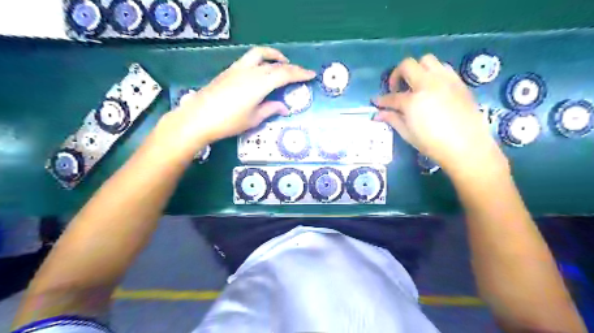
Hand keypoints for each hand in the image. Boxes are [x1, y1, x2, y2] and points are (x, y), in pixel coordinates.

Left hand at [169, 47, 317, 148]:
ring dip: (274, 57)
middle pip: (275, 64)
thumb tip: (284, 107)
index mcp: (259, 84)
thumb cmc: (228, 122)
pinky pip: (249, 59)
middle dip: (291, 67)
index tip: (311, 75)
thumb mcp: (253, 119)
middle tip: (300, 73)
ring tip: (282, 63)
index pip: (285, 74)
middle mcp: (250, 71)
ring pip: (260, 54)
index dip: (300, 74)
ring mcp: (238, 69)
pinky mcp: (229, 71)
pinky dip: (261, 60)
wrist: (198, 118)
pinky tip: (262, 71)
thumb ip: (270, 109)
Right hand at [375, 54, 504, 175]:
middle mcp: (428, 84)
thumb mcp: (408, 134)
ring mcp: (445, 80)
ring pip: (427, 60)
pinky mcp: (458, 82)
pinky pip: (443, 68)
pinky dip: (433, 73)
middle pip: (407, 65)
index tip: (376, 102)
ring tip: (415, 85)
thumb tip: (378, 114)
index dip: (381, 100)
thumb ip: (393, 119)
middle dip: (396, 75)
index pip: (392, 97)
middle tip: (396, 89)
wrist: (467, 147)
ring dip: (416, 69)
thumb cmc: (433, 144)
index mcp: (413, 101)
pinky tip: (433, 87)